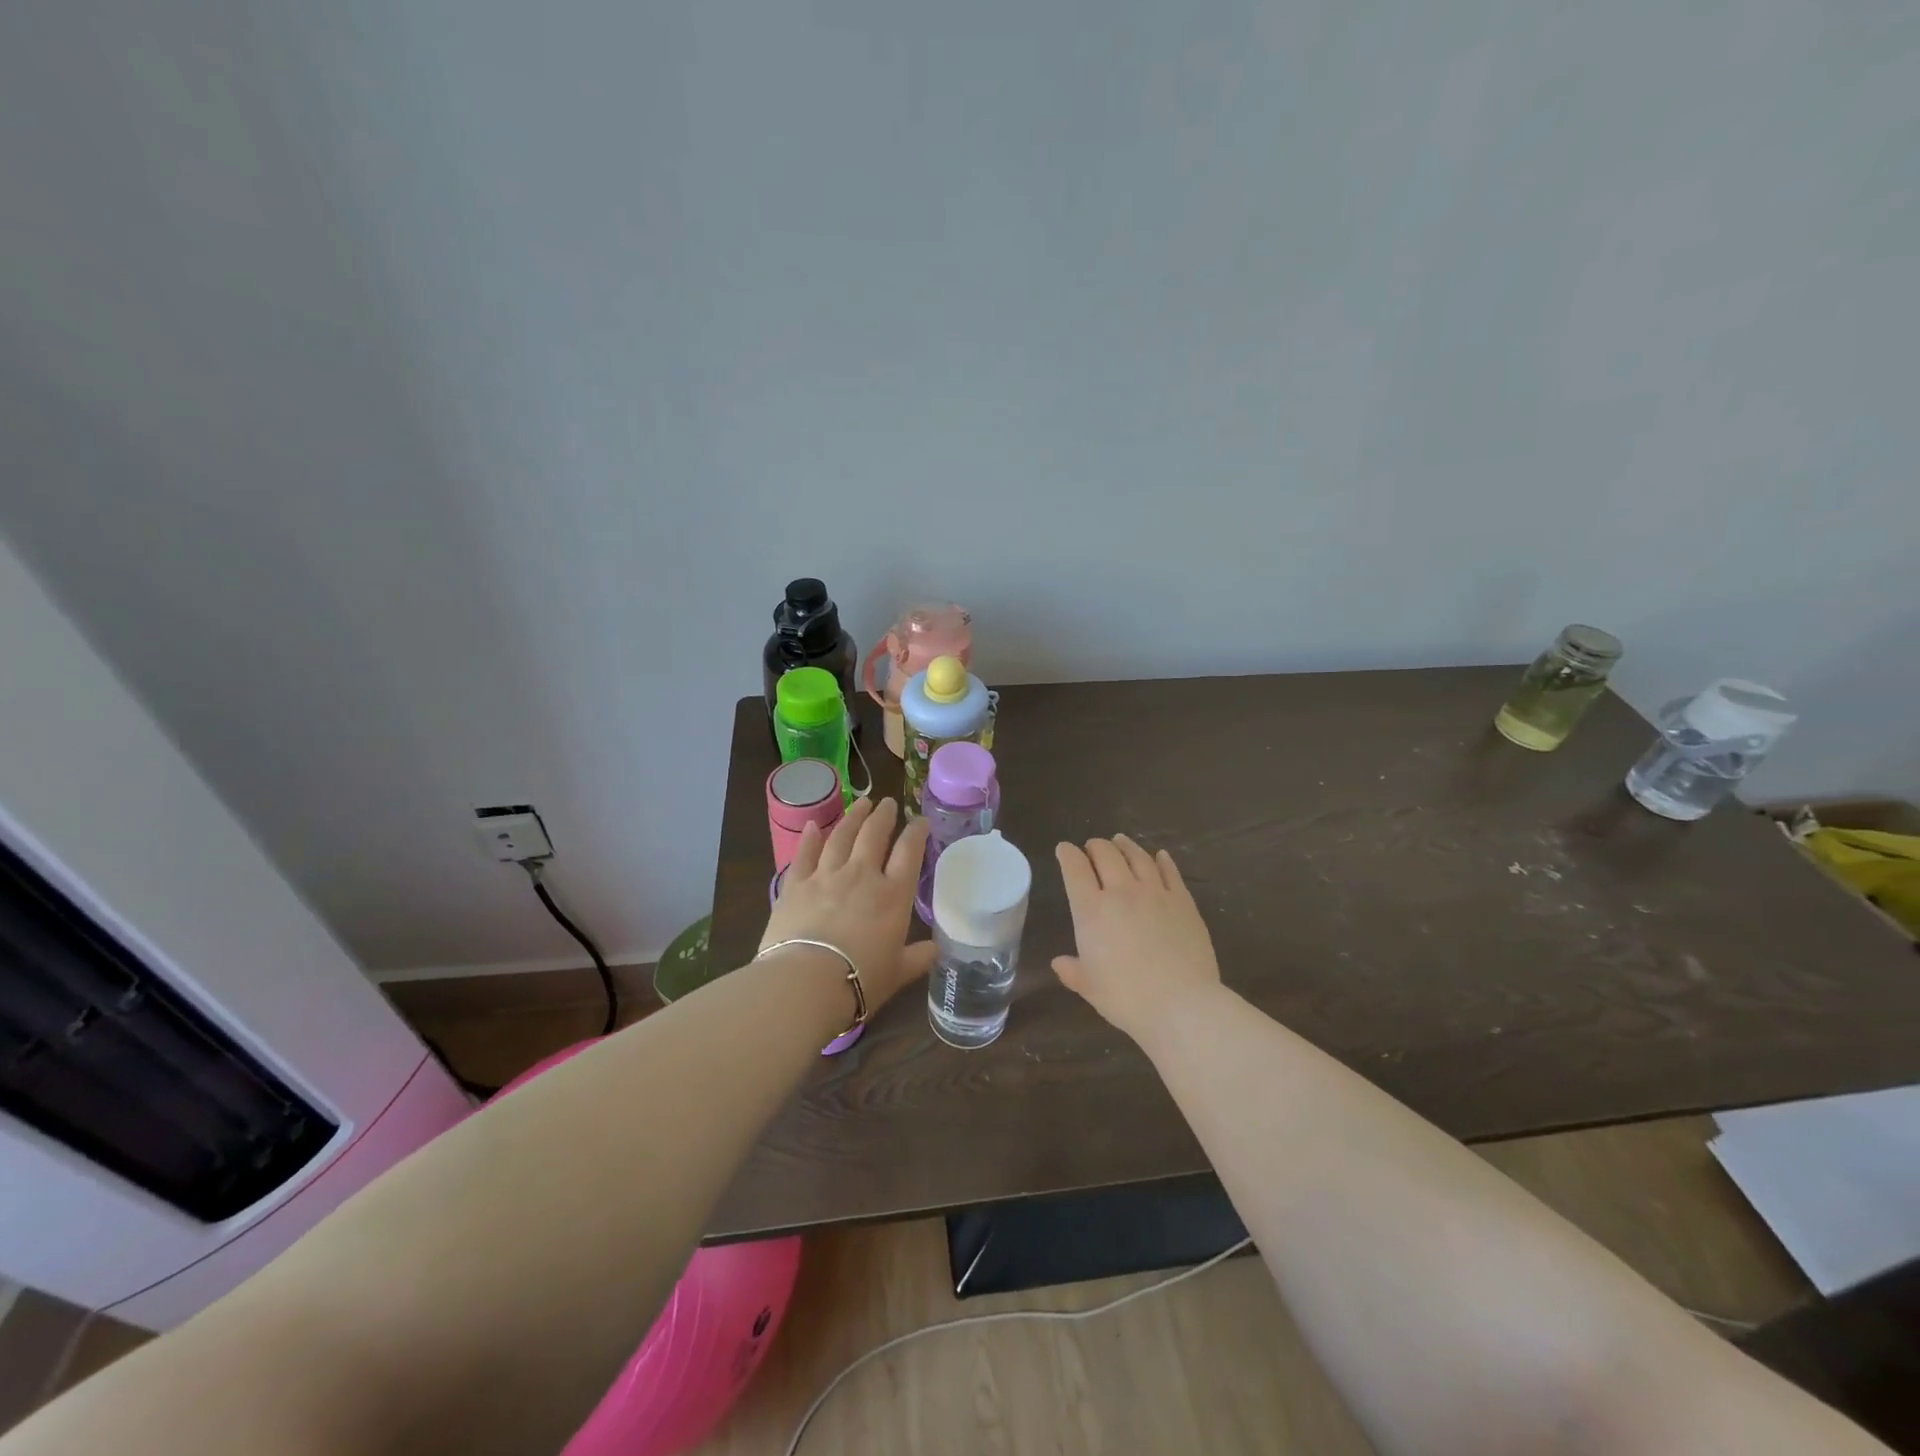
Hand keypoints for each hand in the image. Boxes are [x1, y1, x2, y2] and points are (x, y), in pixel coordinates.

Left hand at [761, 798, 934, 1008]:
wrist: (806, 981)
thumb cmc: (860, 979)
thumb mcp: (897, 972)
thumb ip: (917, 958)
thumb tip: (935, 950)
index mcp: (892, 895)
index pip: (909, 853)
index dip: (916, 833)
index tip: (920, 820)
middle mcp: (861, 875)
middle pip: (874, 835)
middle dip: (883, 816)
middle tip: (887, 803)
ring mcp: (826, 875)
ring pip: (841, 836)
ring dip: (852, 817)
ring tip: (860, 803)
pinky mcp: (795, 884)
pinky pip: (804, 853)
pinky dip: (809, 837)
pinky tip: (812, 825)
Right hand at [1053, 836, 1221, 1042]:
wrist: (1182, 1004)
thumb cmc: (1127, 998)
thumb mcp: (1090, 987)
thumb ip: (1073, 971)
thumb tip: (1059, 963)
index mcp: (1092, 910)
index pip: (1075, 869)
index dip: (1067, 854)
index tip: (1064, 849)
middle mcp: (1122, 892)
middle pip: (1106, 854)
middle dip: (1095, 846)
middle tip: (1091, 847)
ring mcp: (1155, 893)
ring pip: (1137, 857)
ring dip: (1126, 845)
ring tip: (1120, 841)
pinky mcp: (1183, 901)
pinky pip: (1170, 872)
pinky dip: (1162, 860)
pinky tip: (1160, 855)